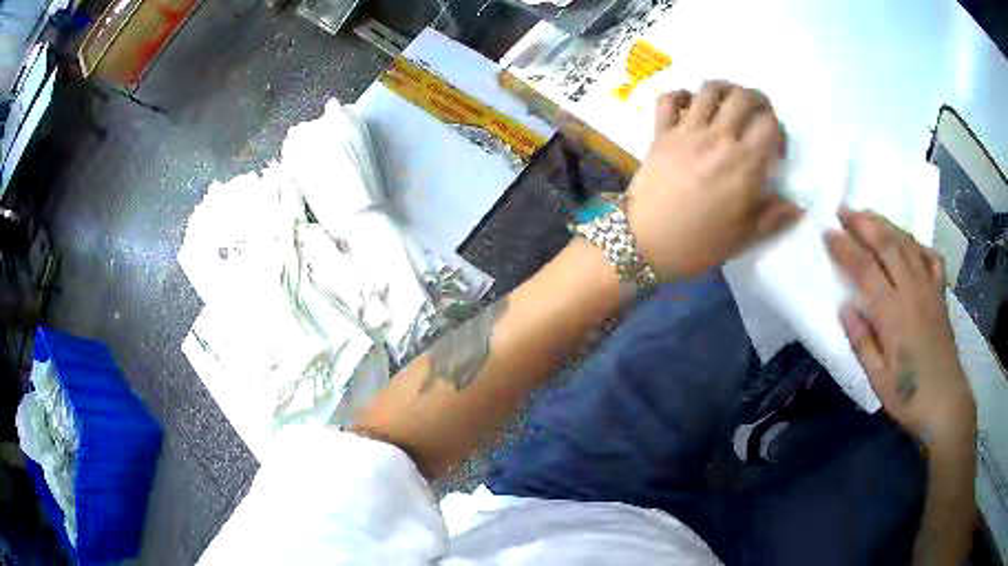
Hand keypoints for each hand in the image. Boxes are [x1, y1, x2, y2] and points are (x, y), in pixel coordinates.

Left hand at [626, 81, 801, 279]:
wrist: (644, 243)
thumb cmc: (698, 244)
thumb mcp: (743, 237)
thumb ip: (773, 217)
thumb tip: (799, 206)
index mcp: (744, 164)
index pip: (770, 125)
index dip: (778, 129)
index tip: (775, 146)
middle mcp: (719, 139)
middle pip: (743, 97)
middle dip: (756, 98)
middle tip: (758, 111)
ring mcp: (687, 131)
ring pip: (709, 90)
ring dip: (724, 88)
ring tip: (729, 100)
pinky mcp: (660, 132)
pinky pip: (668, 99)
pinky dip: (680, 94)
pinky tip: (688, 104)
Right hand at [825, 209, 975, 447]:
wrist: (946, 403)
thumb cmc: (909, 397)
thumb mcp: (878, 381)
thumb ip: (862, 343)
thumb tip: (844, 308)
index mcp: (893, 315)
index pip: (864, 270)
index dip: (844, 248)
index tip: (827, 232)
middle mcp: (911, 291)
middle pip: (887, 245)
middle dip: (863, 223)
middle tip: (844, 210)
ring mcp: (929, 289)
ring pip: (907, 244)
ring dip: (886, 225)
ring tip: (869, 214)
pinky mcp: (940, 294)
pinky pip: (930, 258)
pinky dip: (918, 245)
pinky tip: (909, 243)